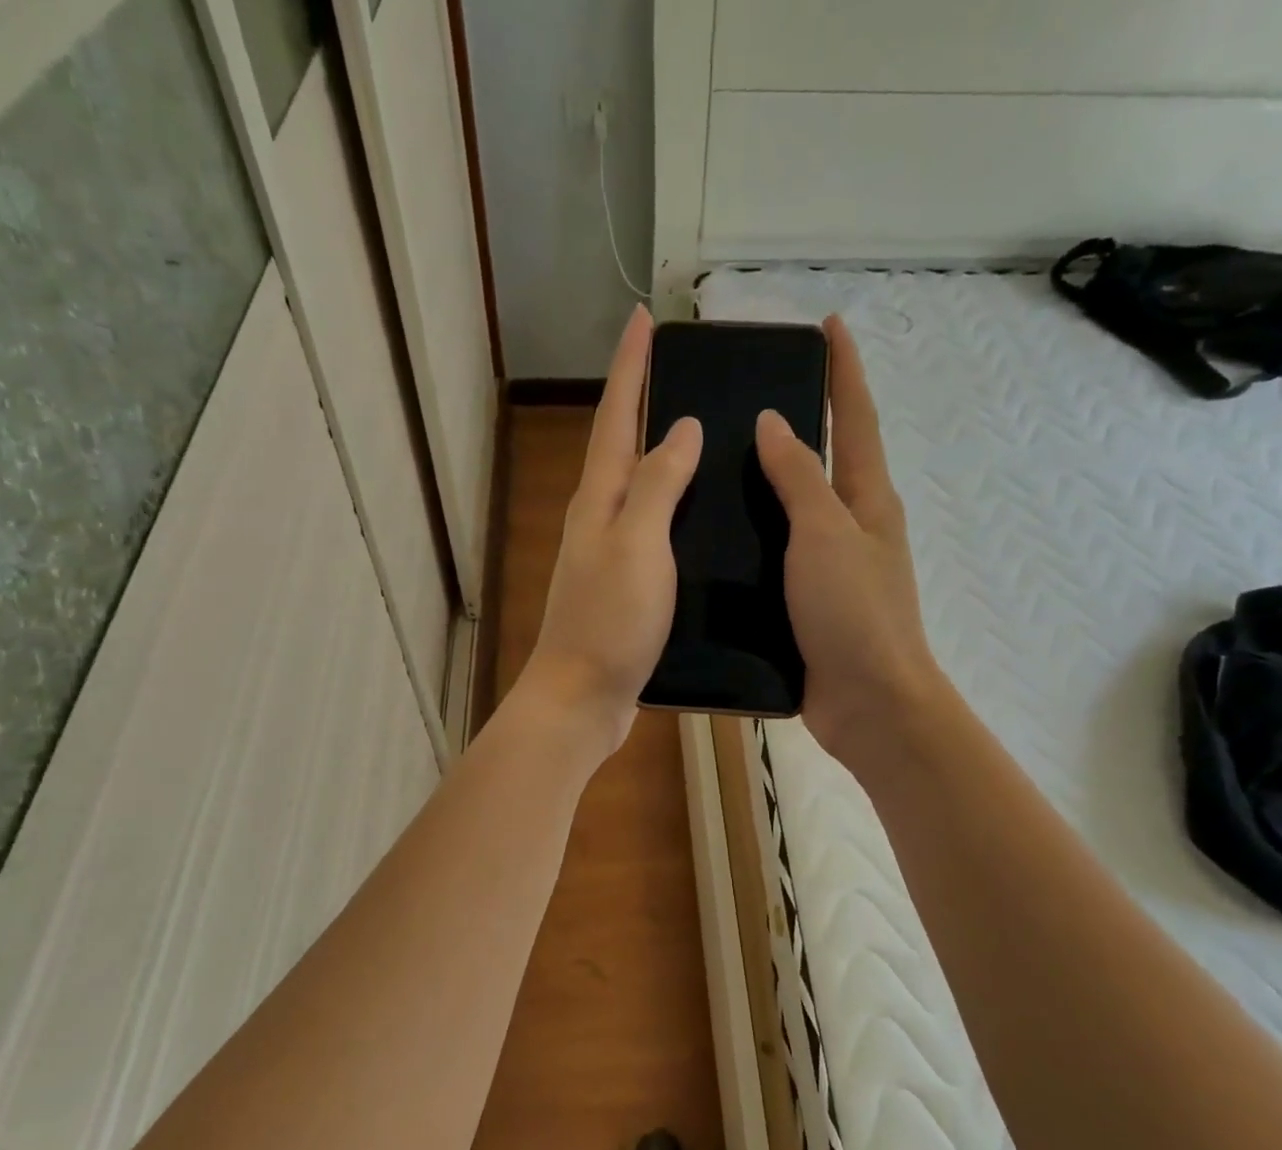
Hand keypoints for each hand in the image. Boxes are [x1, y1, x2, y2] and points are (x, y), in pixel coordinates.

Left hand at [516, 306, 701, 760]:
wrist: (582, 699)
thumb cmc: (609, 622)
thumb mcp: (637, 546)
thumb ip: (657, 486)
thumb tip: (679, 428)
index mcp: (599, 502)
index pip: (615, 418)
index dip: (630, 368)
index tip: (644, 318)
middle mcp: (598, 521)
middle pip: (620, 448)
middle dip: (641, 402)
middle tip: (675, 368)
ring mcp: (608, 558)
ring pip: (636, 491)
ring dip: (659, 456)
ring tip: (699, 434)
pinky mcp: (624, 590)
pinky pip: (650, 532)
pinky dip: (671, 511)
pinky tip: (698, 518)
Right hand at [756, 315, 942, 768]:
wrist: (869, 703)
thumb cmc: (854, 612)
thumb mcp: (826, 534)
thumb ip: (799, 478)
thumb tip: (775, 421)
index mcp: (867, 501)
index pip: (857, 419)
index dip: (844, 369)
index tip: (829, 324)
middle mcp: (852, 529)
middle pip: (827, 463)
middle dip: (801, 424)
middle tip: (747, 398)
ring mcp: (831, 571)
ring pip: (796, 515)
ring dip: (767, 488)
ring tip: (713, 468)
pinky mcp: (808, 608)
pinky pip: (778, 562)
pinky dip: (753, 544)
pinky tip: (714, 543)